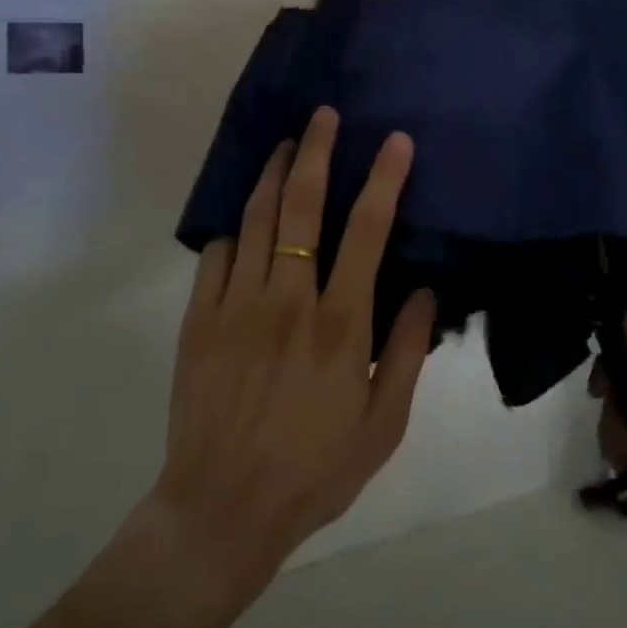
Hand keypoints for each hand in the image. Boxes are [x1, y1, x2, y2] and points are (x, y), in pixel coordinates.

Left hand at [107, 107, 436, 627]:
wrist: (222, 511)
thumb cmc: (314, 469)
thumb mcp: (383, 424)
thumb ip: (406, 352)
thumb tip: (426, 291)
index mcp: (340, 324)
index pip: (367, 231)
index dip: (384, 179)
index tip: (394, 141)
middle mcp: (288, 300)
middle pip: (302, 206)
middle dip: (316, 151)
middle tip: (323, 115)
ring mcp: (237, 305)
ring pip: (256, 218)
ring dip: (273, 174)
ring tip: (285, 144)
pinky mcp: (200, 319)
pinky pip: (217, 254)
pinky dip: (235, 229)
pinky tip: (245, 222)